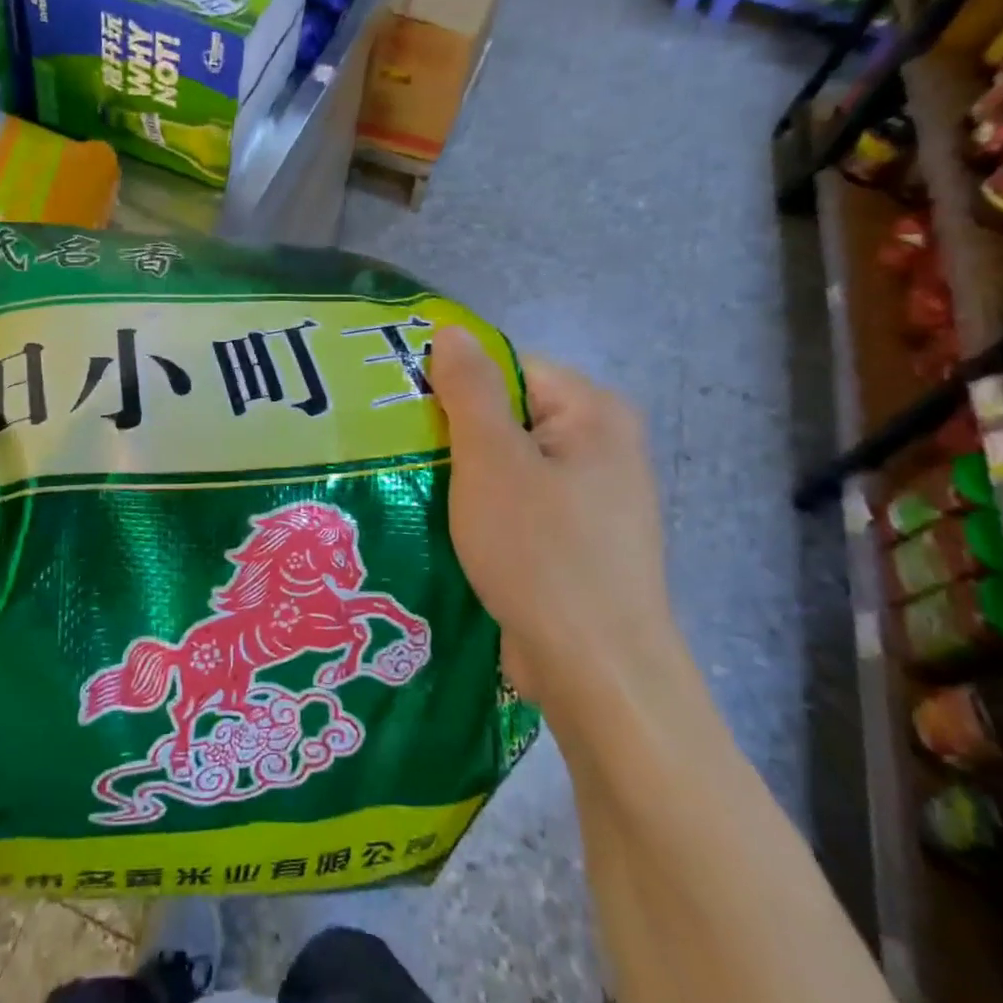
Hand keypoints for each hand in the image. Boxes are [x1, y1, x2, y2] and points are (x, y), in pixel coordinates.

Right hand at [429, 327, 685, 726]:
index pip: (510, 368)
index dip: (454, 384)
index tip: (402, 411)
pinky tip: (446, 528)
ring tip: (413, 489)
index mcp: (594, 412)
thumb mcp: (492, 460)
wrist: (596, 672)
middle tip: (399, 453)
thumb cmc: (541, 552)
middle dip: (454, 434)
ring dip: (463, 476)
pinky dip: (483, 511)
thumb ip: (469, 389)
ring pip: (509, 465)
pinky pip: (520, 506)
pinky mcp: (577, 542)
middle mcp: (603, 447)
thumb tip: (451, 330)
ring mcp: (593, 499)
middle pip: (510, 416)